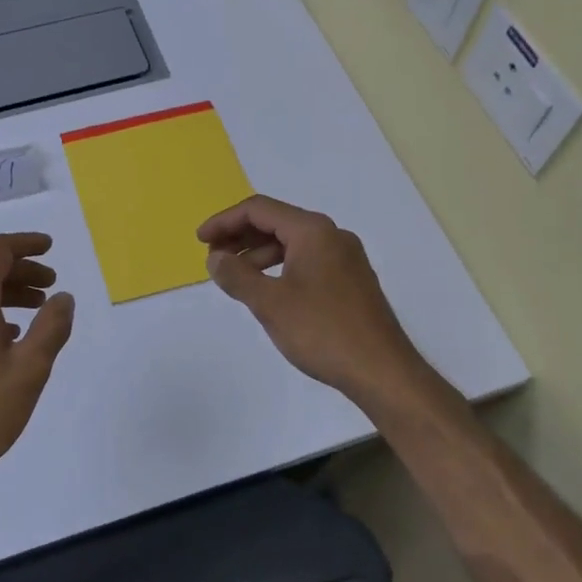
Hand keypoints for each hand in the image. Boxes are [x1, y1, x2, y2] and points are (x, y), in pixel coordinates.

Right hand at [197, 195, 427, 402]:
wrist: (382, 371)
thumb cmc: (322, 331)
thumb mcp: (270, 303)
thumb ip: (237, 276)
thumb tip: (215, 258)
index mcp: (313, 231)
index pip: (259, 209)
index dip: (224, 221)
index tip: (200, 240)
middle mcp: (332, 235)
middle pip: (277, 222)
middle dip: (240, 236)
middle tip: (213, 258)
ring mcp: (346, 258)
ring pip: (292, 243)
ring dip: (258, 253)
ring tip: (235, 277)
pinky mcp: (351, 281)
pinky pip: (307, 261)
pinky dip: (280, 267)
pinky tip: (267, 290)